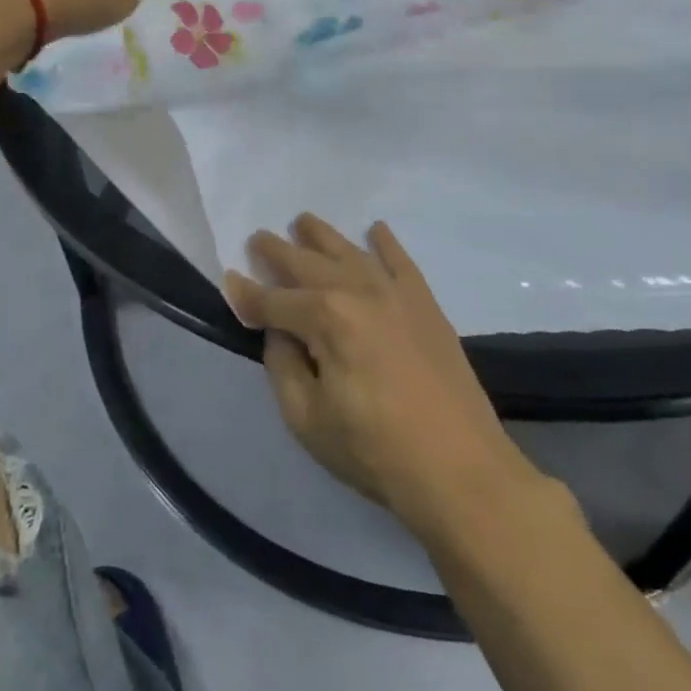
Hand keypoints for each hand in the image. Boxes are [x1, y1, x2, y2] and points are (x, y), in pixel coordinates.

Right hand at [225, 214, 530, 536]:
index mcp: (325, 318)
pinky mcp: (426, 304)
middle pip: (308, 264)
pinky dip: (386, 242)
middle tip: (258, 238)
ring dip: (323, 235)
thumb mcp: (306, 419)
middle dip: (278, 251)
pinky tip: (376, 229)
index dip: (247, 295)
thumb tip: (279, 332)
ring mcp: (396, 293)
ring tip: (303, 221)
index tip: (229, 283)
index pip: (274, 301)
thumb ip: (283, 366)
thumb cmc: (374, 451)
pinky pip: (401, 261)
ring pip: (350, 252)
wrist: (461, 469)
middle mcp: (358, 291)